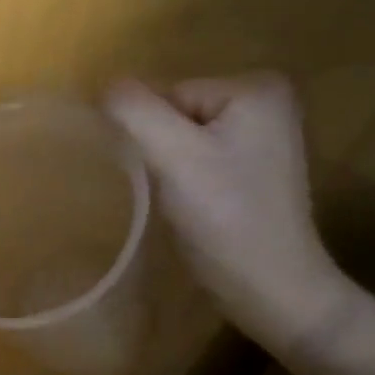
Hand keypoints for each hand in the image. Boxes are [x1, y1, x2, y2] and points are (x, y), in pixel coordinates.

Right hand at [106, 74, 359, 358]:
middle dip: (160, 152)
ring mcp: (264, 136)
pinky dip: (186, 182)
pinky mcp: (255, 169)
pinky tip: (197, 209)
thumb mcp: (174, 158)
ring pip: (182, 139)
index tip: (166, 178)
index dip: (151, 137)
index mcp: (255, 86)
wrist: (271, 288)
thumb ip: (134, 112)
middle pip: (175, 114)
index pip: (168, 95)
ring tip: (184, 204)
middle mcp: (267, 101)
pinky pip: (199, 159)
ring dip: (170, 171)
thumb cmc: (226, 219)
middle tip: (174, 193)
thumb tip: (103, 86)